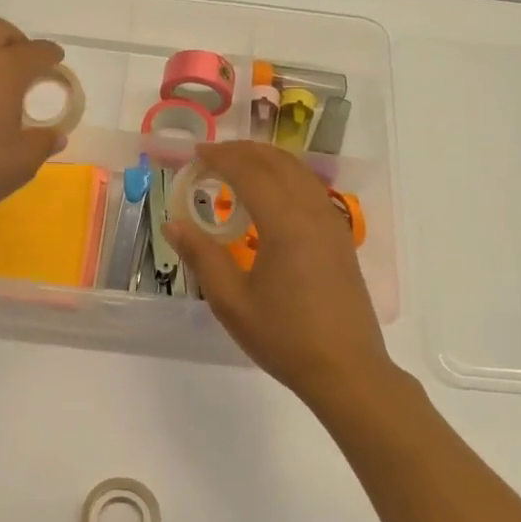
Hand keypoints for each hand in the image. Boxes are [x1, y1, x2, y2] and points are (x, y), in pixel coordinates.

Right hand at [164, 142, 394, 407]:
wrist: (346, 370)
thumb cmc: (284, 337)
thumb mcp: (231, 302)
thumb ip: (202, 256)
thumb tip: (174, 224)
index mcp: (285, 223)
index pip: (250, 171)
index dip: (221, 157)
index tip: (195, 154)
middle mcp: (312, 212)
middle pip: (278, 163)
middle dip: (244, 151)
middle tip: (212, 156)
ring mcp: (331, 224)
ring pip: (299, 173)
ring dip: (267, 160)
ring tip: (239, 166)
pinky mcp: (341, 239)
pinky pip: (312, 190)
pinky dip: (287, 177)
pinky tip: (273, 195)